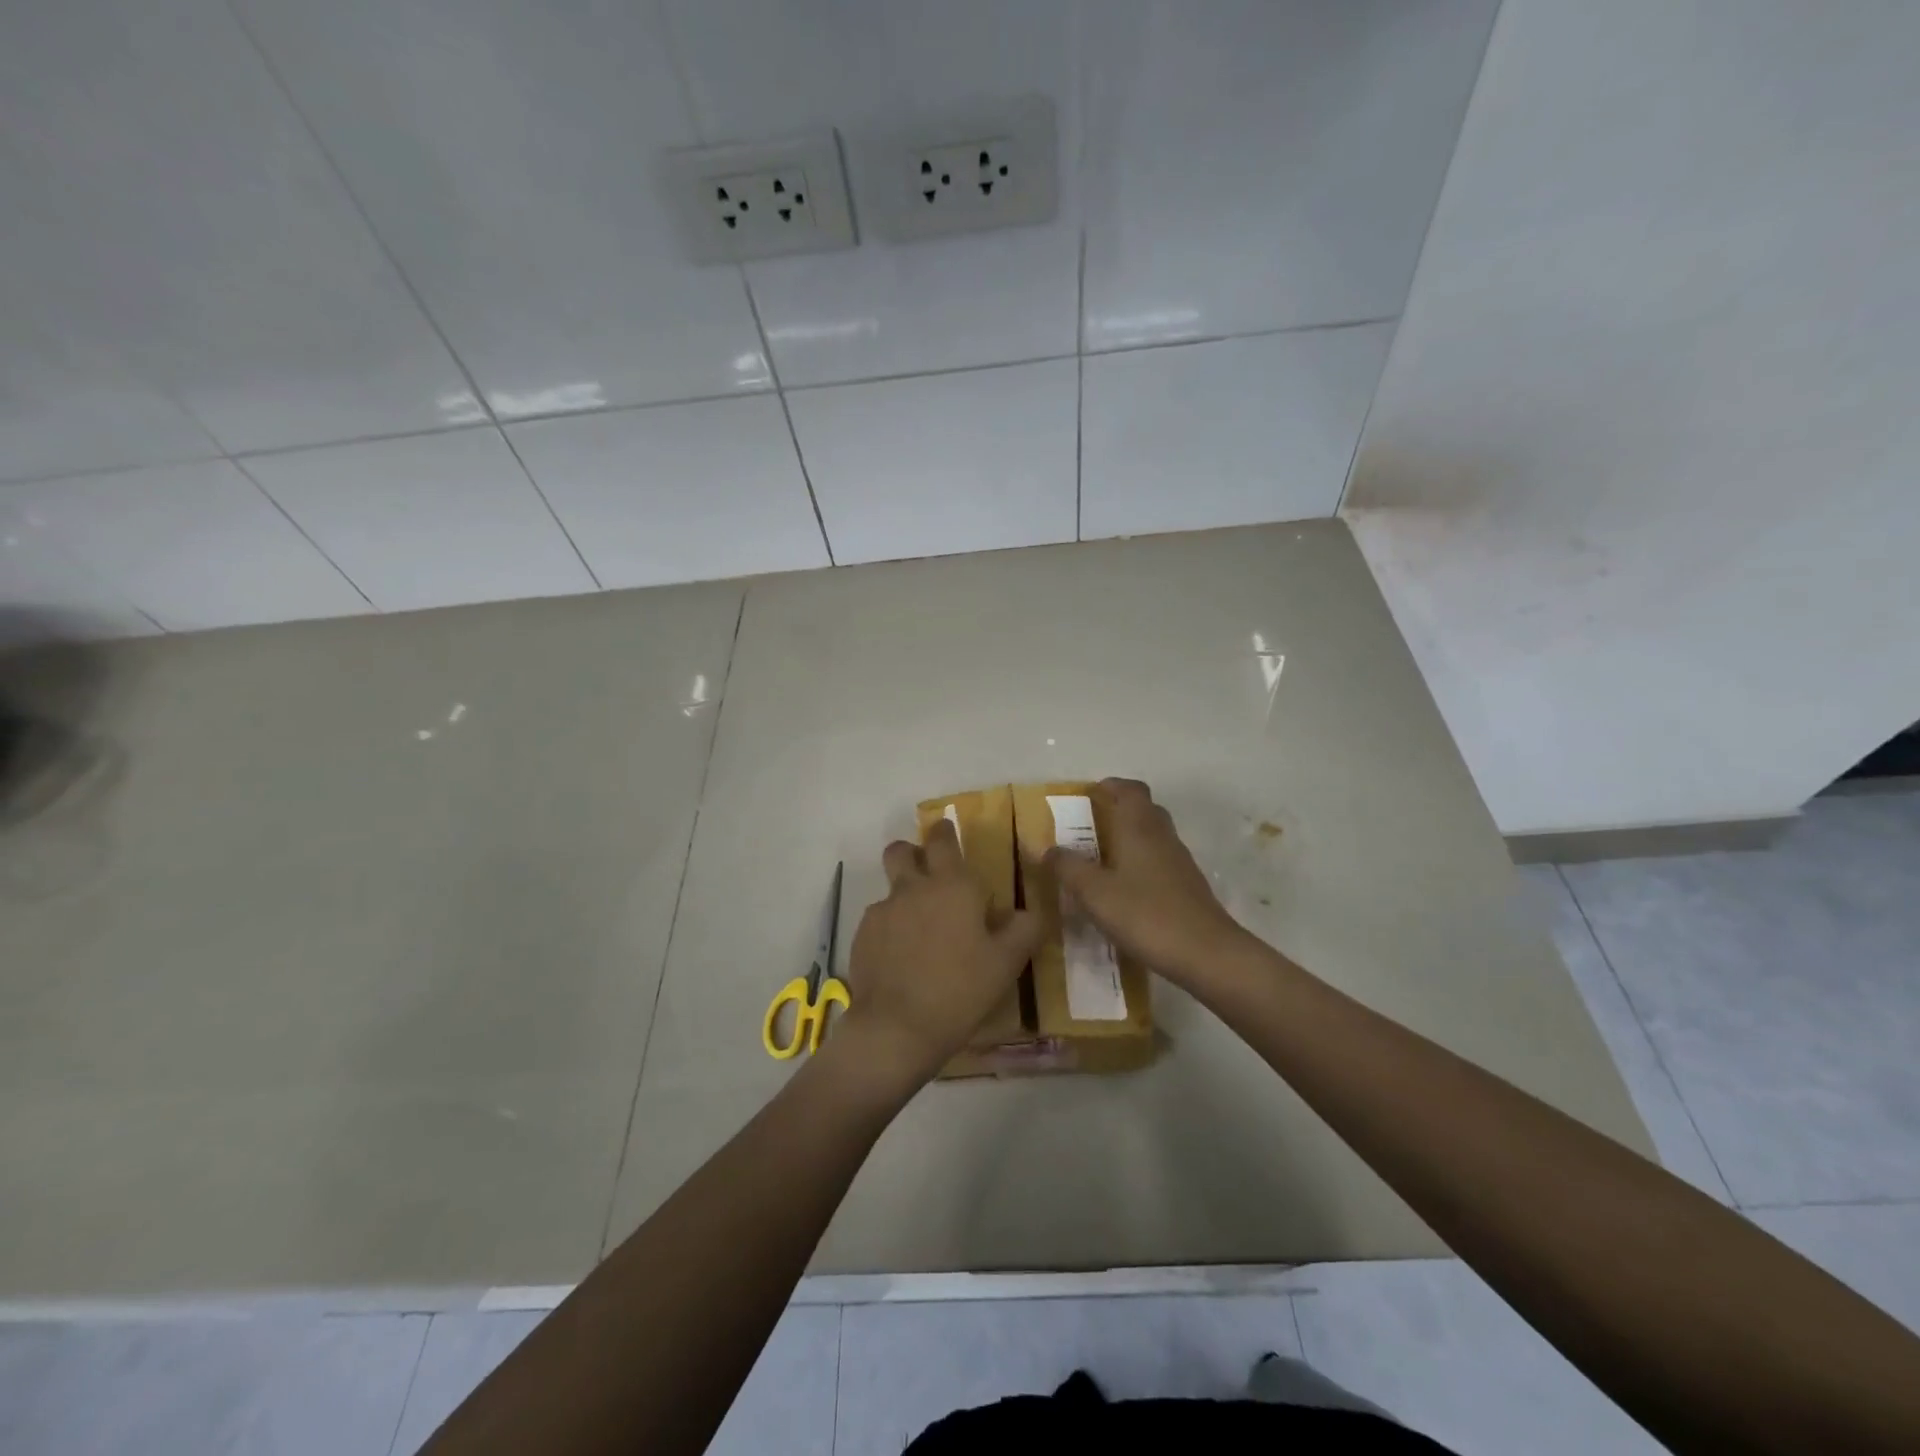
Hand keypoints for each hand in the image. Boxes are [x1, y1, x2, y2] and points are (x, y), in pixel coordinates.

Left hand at [841, 818, 1044, 1085]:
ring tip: (920, 933)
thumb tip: (1030, 912)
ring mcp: (883, 911)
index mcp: (952, 886)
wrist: (896, 1029)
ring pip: (890, 888)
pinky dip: (890, 930)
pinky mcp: (862, 936)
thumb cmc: (959, 990)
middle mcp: (913, 888)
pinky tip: (902, 960)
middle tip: (929, 875)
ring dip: (904, 898)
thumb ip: (1023, 930)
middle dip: (912, 853)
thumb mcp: (1006, 964)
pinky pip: (879, 920)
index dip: (945, 832)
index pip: (943, 840)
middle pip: (901, 850)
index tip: (948, 833)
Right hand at [1044, 777, 1247, 985]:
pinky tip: (1125, 891)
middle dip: (1119, 811)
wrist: (1206, 954)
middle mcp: (1162, 836)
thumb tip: (1049, 849)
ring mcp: (1180, 862)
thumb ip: (1068, 867)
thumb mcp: (1094, 893)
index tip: (1089, 796)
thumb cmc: (1145, 914)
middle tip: (1090, 828)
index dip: (1110, 786)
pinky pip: (1161, 863)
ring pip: (1153, 837)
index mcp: (1139, 827)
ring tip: (1101, 861)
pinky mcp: (1188, 887)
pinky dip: (1142, 866)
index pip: (1130, 789)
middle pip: (1144, 809)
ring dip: (1130, 839)